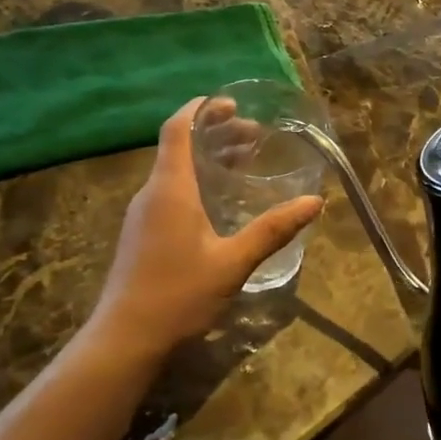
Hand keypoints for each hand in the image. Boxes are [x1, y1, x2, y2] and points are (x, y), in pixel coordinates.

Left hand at [92, 101, 324, 357]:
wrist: (125, 338)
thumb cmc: (179, 294)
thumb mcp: (233, 262)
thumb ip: (272, 229)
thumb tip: (314, 203)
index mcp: (170, 188)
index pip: (178, 129)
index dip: (201, 109)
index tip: (229, 101)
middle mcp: (152, 193)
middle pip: (180, 147)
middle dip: (216, 133)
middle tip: (254, 134)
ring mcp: (143, 215)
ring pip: (175, 171)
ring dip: (208, 160)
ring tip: (244, 161)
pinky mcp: (142, 235)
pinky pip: (171, 193)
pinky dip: (198, 182)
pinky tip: (220, 202)